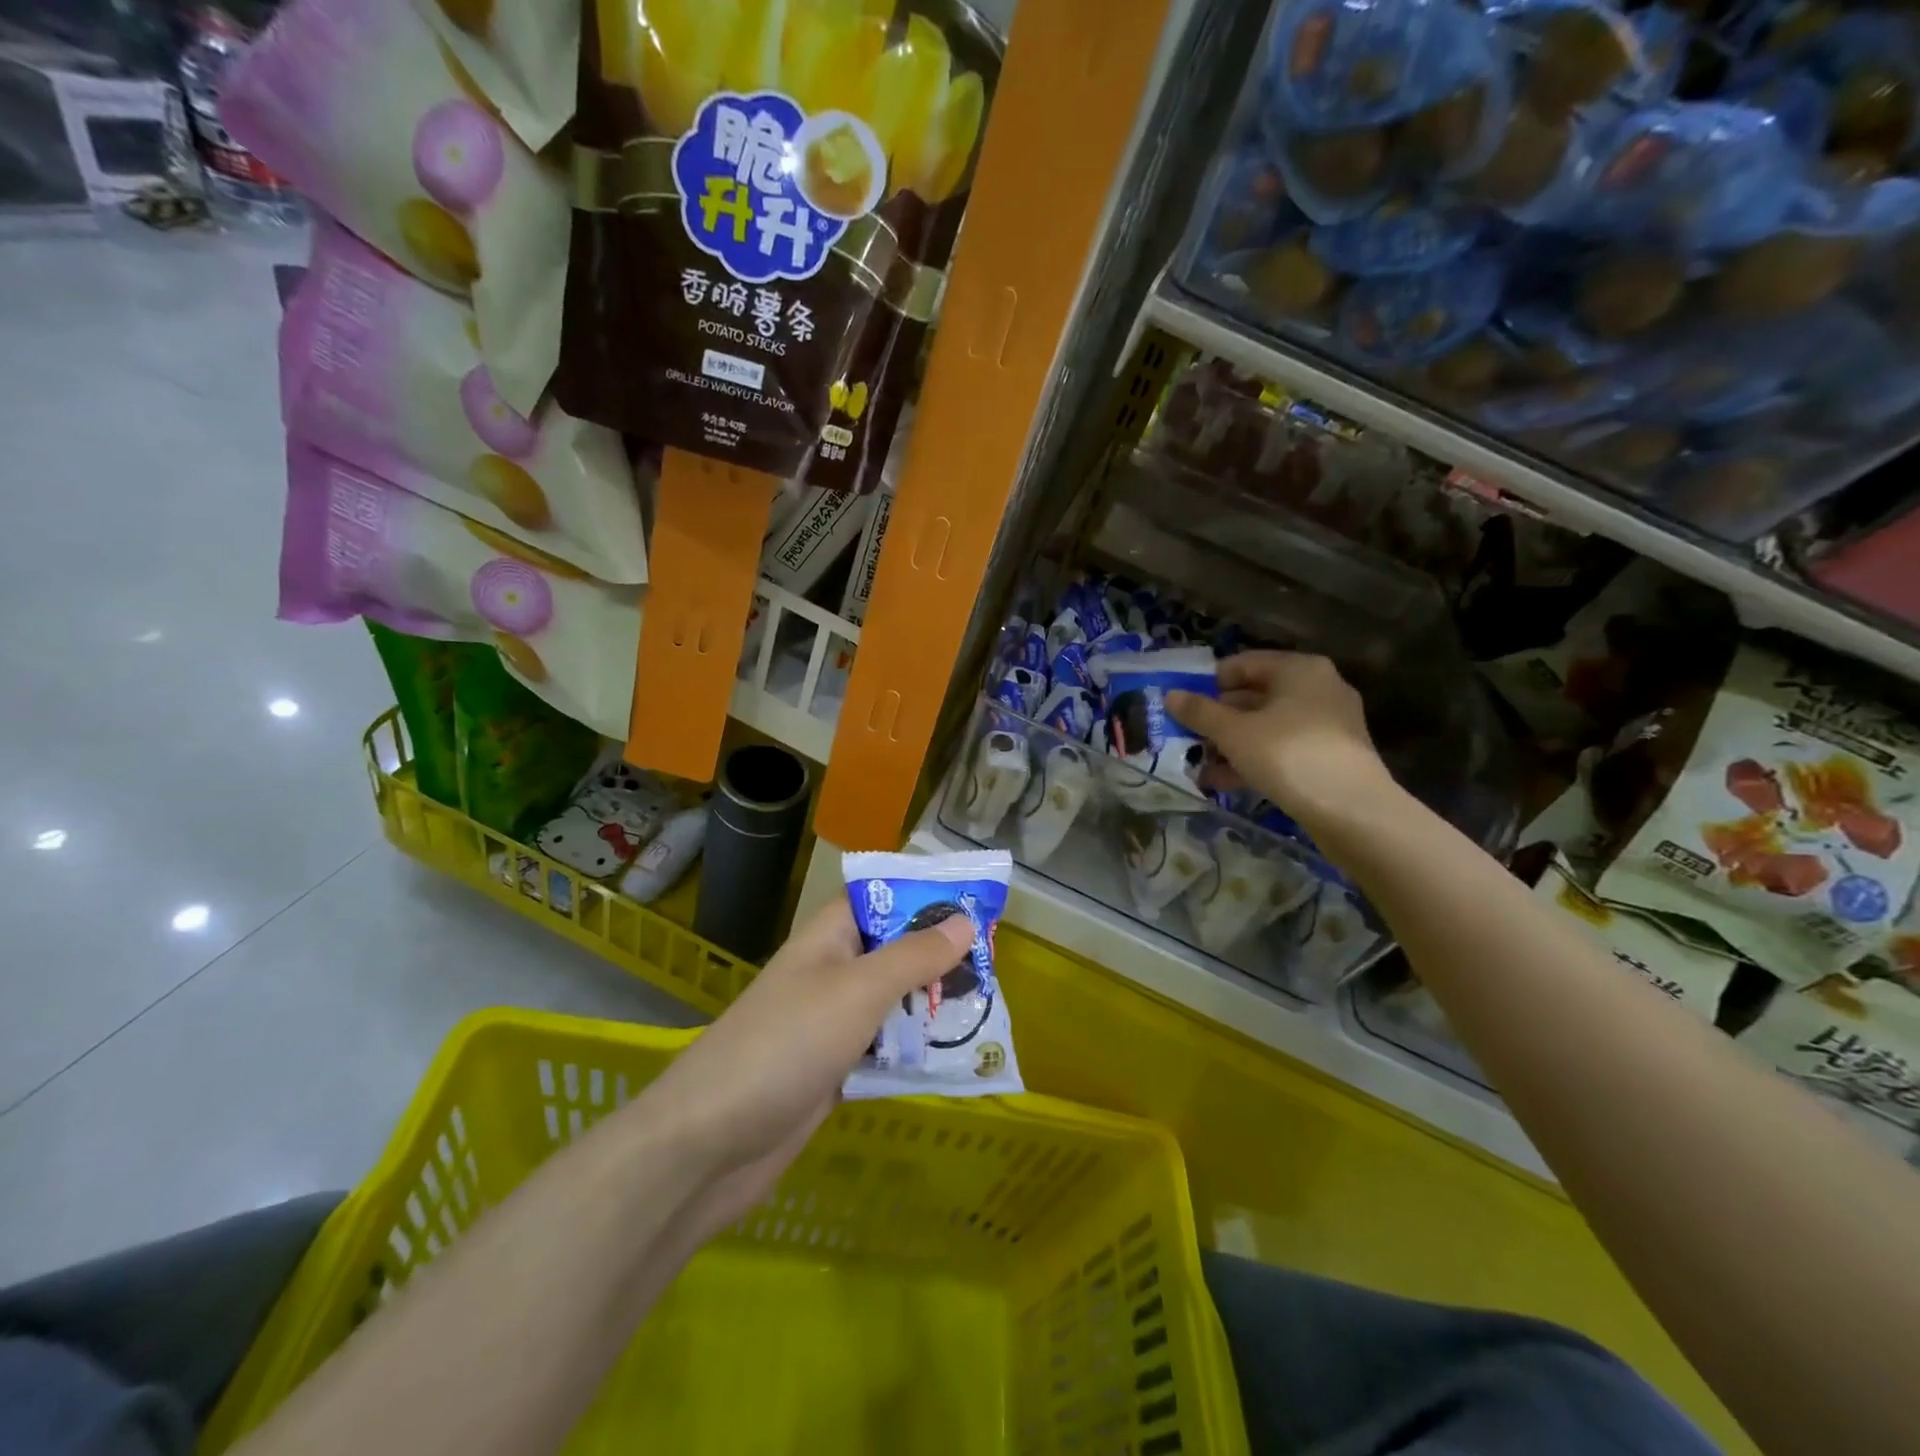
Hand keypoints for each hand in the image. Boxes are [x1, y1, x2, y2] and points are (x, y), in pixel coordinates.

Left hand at [633, 898, 973, 1241]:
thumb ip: (914, 957)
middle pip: (894, 951)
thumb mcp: (859, 990)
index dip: (925, 895)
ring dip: (932, 1006)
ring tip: (989, 1008)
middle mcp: (831, 972)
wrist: (709, 1144)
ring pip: (893, 1003)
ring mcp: (830, 1024)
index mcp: (829, 938)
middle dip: (940, 956)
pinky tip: (955, 1058)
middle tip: (996, 964)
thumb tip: (965, 921)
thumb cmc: (787, 1044)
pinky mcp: (833, 1070)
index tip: (977, 902)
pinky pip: (884, 1049)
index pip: (881, 897)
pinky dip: (914, 1051)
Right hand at [1167, 651, 1394, 831]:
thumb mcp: (1234, 732)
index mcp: (1298, 669)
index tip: (1183, 706)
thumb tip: (1171, 695)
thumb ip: (1200, 712)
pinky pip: (1282, 750)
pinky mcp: (1329, 757)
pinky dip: (1253, 761)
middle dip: (1218, 718)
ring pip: (1266, 727)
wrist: (1352, 810)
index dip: (1208, 683)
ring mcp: (1327, 724)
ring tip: (1198, 764)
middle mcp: (1317, 688)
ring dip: (1230, 744)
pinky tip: (1222, 782)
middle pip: (1255, 696)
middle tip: (1187, 737)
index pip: (1243, 664)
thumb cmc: (1288, 755)